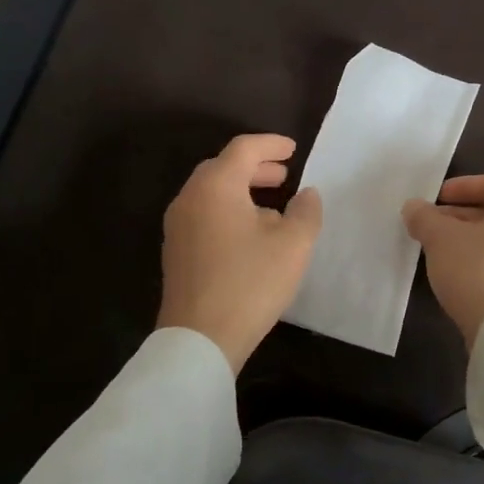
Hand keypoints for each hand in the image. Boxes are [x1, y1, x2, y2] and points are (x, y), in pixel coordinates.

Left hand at [157, 133, 322, 371]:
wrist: (199, 338)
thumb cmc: (250, 283)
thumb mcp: (293, 245)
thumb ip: (305, 211)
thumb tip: (307, 194)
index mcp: (216, 186)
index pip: (243, 149)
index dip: (271, 144)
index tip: (293, 149)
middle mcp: (190, 197)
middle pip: (223, 167)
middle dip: (255, 167)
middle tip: (283, 175)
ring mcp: (178, 225)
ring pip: (211, 192)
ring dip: (241, 189)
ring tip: (271, 204)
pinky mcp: (176, 250)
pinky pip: (203, 213)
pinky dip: (227, 209)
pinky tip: (249, 233)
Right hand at [402, 173, 483, 348]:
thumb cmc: (482, 271)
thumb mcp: (441, 239)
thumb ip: (425, 217)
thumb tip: (414, 208)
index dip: (461, 188)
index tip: (436, 199)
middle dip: (466, 217)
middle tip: (436, 226)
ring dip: (479, 241)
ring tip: (447, 253)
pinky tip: (469, 277)